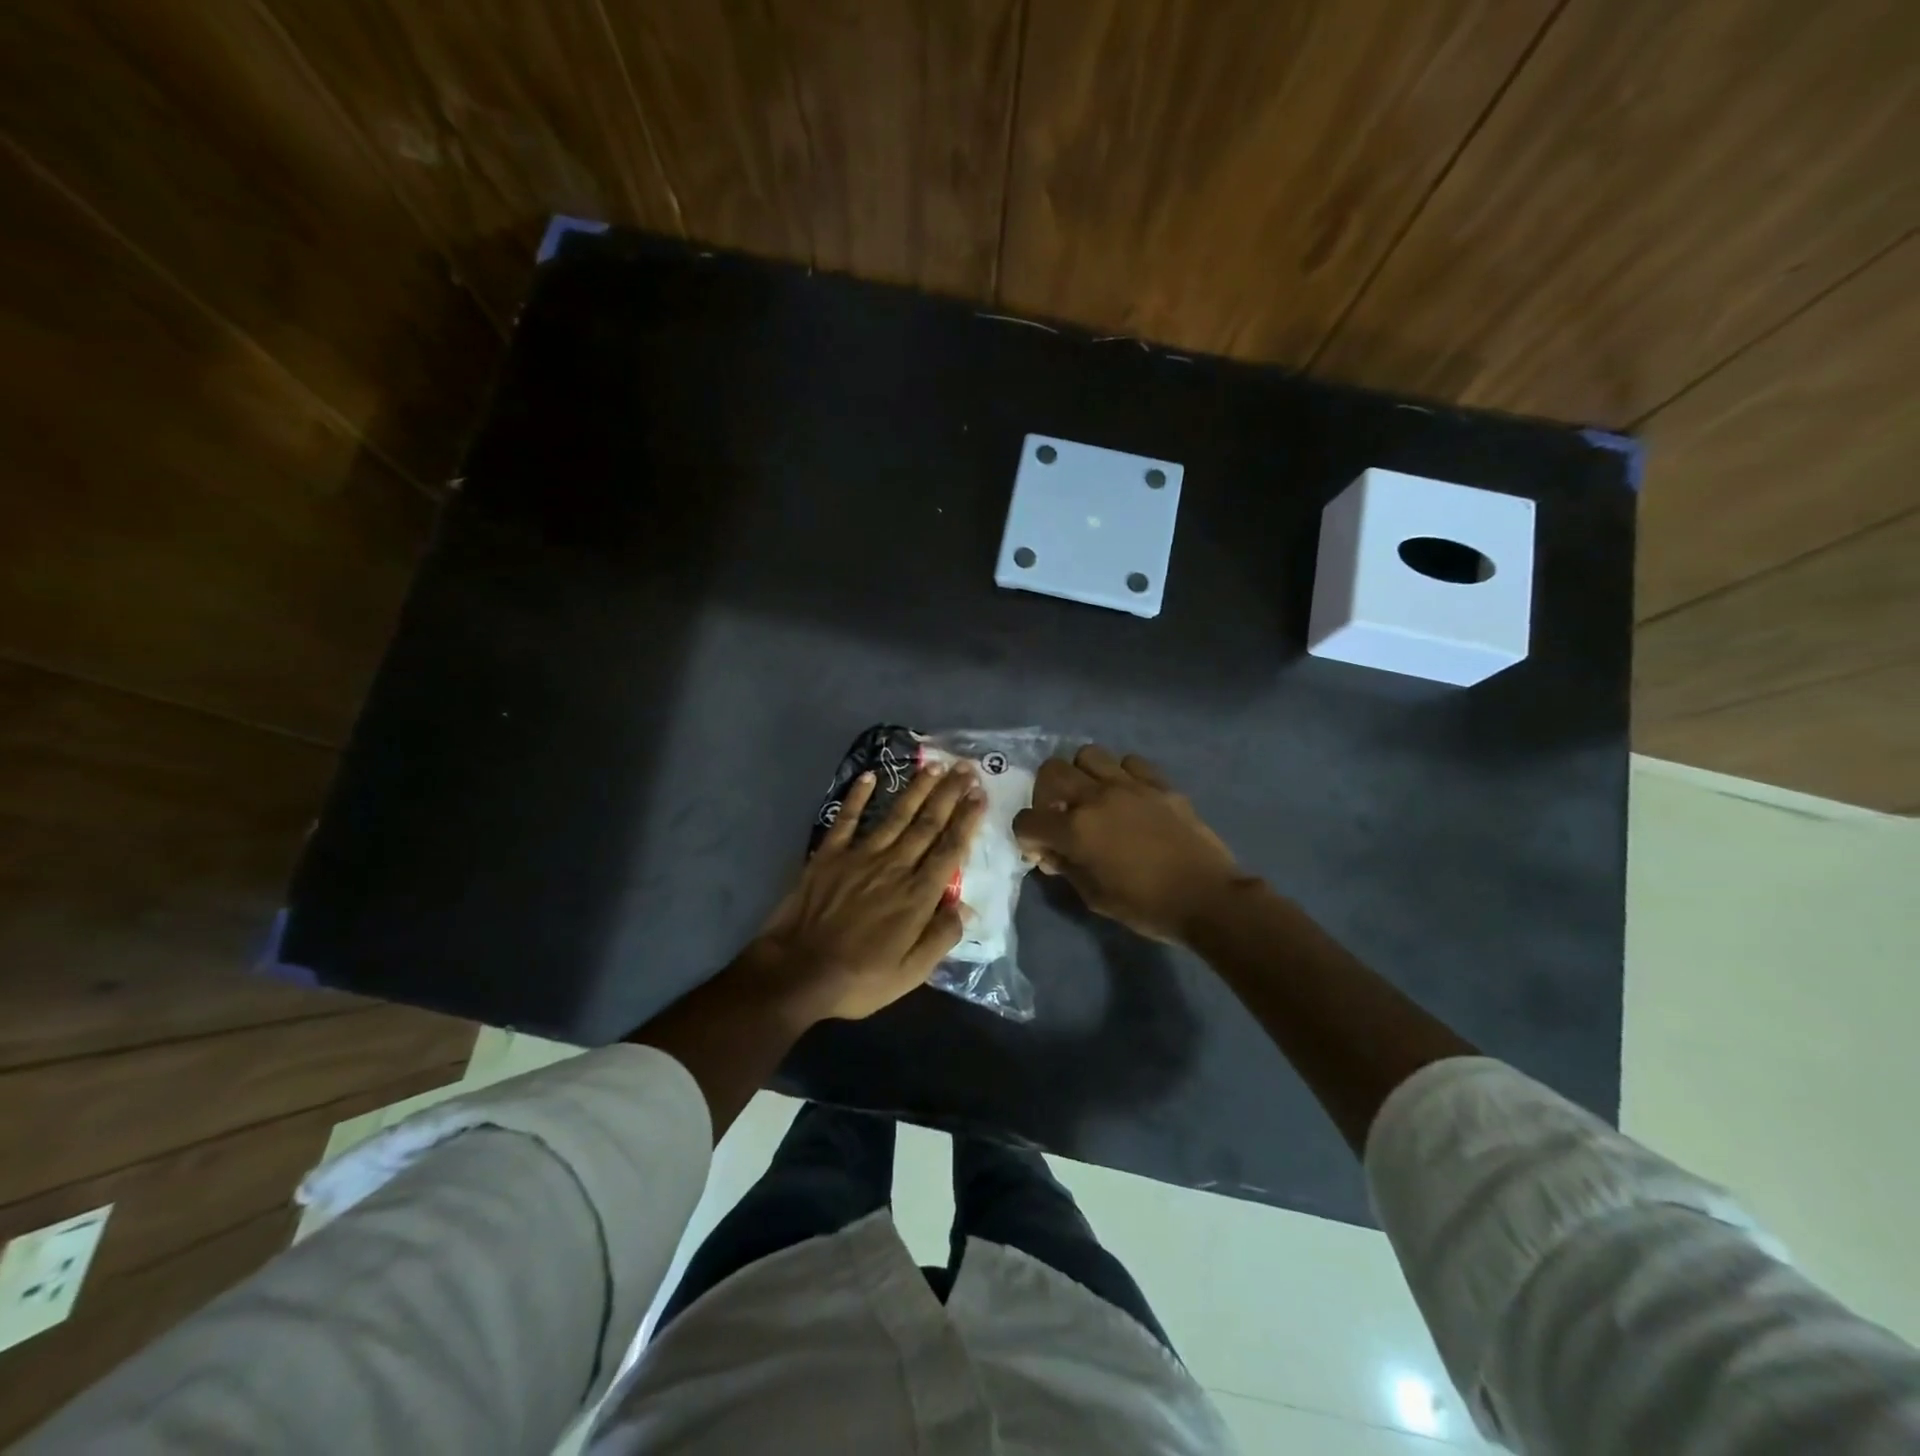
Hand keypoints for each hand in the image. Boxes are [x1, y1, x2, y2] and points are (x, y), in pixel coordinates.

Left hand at [752, 760, 984, 1022]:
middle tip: (966, 768)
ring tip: (934, 766)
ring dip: (917, 789)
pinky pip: (847, 819)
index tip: (980, 795)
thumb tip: (968, 909)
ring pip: (896, 815)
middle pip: (928, 824)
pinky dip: (857, 796)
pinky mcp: (829, 855)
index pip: (950, 849)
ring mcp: (860, 856)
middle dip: (949, 794)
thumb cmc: (858, 978)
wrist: (797, 972)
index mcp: (917, 895)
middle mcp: (894, 866)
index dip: (967, 820)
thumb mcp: (910, 973)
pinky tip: (870, 776)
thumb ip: (941, 938)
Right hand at [1012, 745, 1246, 943]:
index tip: (1041, 850)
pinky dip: (1121, 774)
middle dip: (1045, 794)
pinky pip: (1129, 762)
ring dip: (1081, 775)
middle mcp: (1096, 797)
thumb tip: (1052, 853)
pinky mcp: (1159, 783)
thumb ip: (1066, 868)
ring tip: (1092, 798)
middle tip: (1059, 815)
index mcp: (1075, 829)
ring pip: (1088, 755)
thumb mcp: (1094, 896)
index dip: (1026, 836)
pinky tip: (1128, 796)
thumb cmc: (1146, 906)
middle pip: (1051, 771)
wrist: (1206, 898)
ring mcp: (1130, 784)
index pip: (1028, 819)